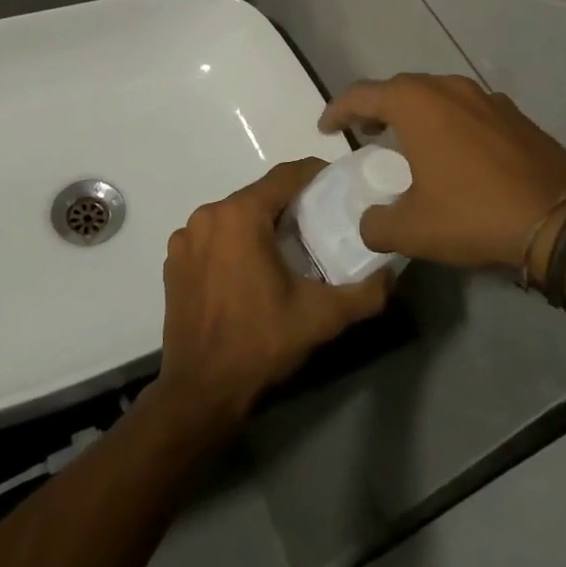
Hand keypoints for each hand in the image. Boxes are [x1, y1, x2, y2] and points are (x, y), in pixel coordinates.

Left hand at [157, 158, 390, 427]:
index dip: (315, 174)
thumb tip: (391, 273)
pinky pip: (213, 236)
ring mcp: (186, 238)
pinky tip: (251, 269)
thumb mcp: (322, 317)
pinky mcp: (174, 261)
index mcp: (240, 215)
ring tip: (289, 247)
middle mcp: (208, 215)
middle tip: (321, 221)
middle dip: (290, 203)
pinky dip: (234, 242)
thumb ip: (365, 293)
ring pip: (234, 215)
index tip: (339, 185)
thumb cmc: (260, 343)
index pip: (285, 176)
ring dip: (261, 223)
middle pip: (259, 194)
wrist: (201, 392)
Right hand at [319, 74, 565, 274]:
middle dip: (376, 107)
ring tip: (405, 140)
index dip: (338, 109)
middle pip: (400, 87)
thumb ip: (377, 224)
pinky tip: (453, 151)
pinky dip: (448, 121)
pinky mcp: (514, 115)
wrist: (561, 219)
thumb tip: (369, 223)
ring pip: (437, 94)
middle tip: (364, 132)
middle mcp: (449, 88)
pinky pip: (467, 108)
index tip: (324, 128)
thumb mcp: (414, 229)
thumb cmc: (475, 214)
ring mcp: (486, 98)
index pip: (362, 94)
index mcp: (417, 104)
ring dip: (414, 112)